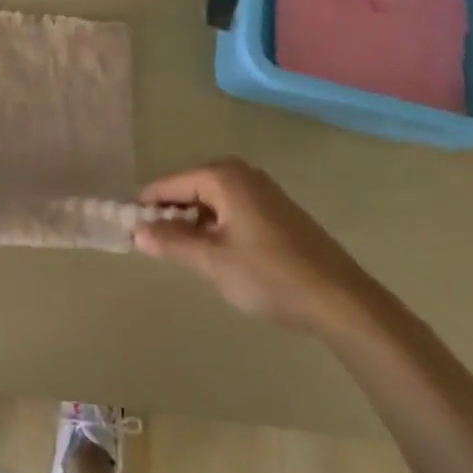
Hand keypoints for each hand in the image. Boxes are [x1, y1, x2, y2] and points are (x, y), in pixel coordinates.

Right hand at [134, 159, 372, 333]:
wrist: (341, 300)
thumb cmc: (270, 275)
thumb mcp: (213, 262)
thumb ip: (172, 243)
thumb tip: (137, 231)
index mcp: (222, 176)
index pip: (170, 184)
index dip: (149, 207)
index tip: (131, 230)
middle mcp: (241, 172)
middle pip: (191, 188)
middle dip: (173, 215)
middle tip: (160, 248)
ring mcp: (262, 189)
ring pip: (213, 200)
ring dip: (197, 223)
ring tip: (189, 255)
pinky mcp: (277, 209)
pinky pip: (233, 207)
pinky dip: (219, 225)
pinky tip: (221, 254)